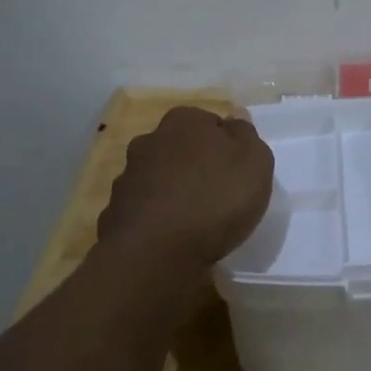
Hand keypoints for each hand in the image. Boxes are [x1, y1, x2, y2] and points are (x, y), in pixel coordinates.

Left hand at [98, 107, 274, 268]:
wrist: (157, 251)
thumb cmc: (215, 199)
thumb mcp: (255, 162)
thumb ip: (246, 136)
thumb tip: (234, 119)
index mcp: (184, 121)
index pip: (210, 123)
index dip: (226, 146)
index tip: (237, 172)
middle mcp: (150, 140)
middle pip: (180, 148)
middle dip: (195, 166)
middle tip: (217, 195)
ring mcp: (127, 176)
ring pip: (158, 178)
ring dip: (172, 191)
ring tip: (193, 221)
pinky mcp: (115, 211)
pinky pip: (143, 209)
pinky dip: (155, 218)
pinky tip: (170, 238)